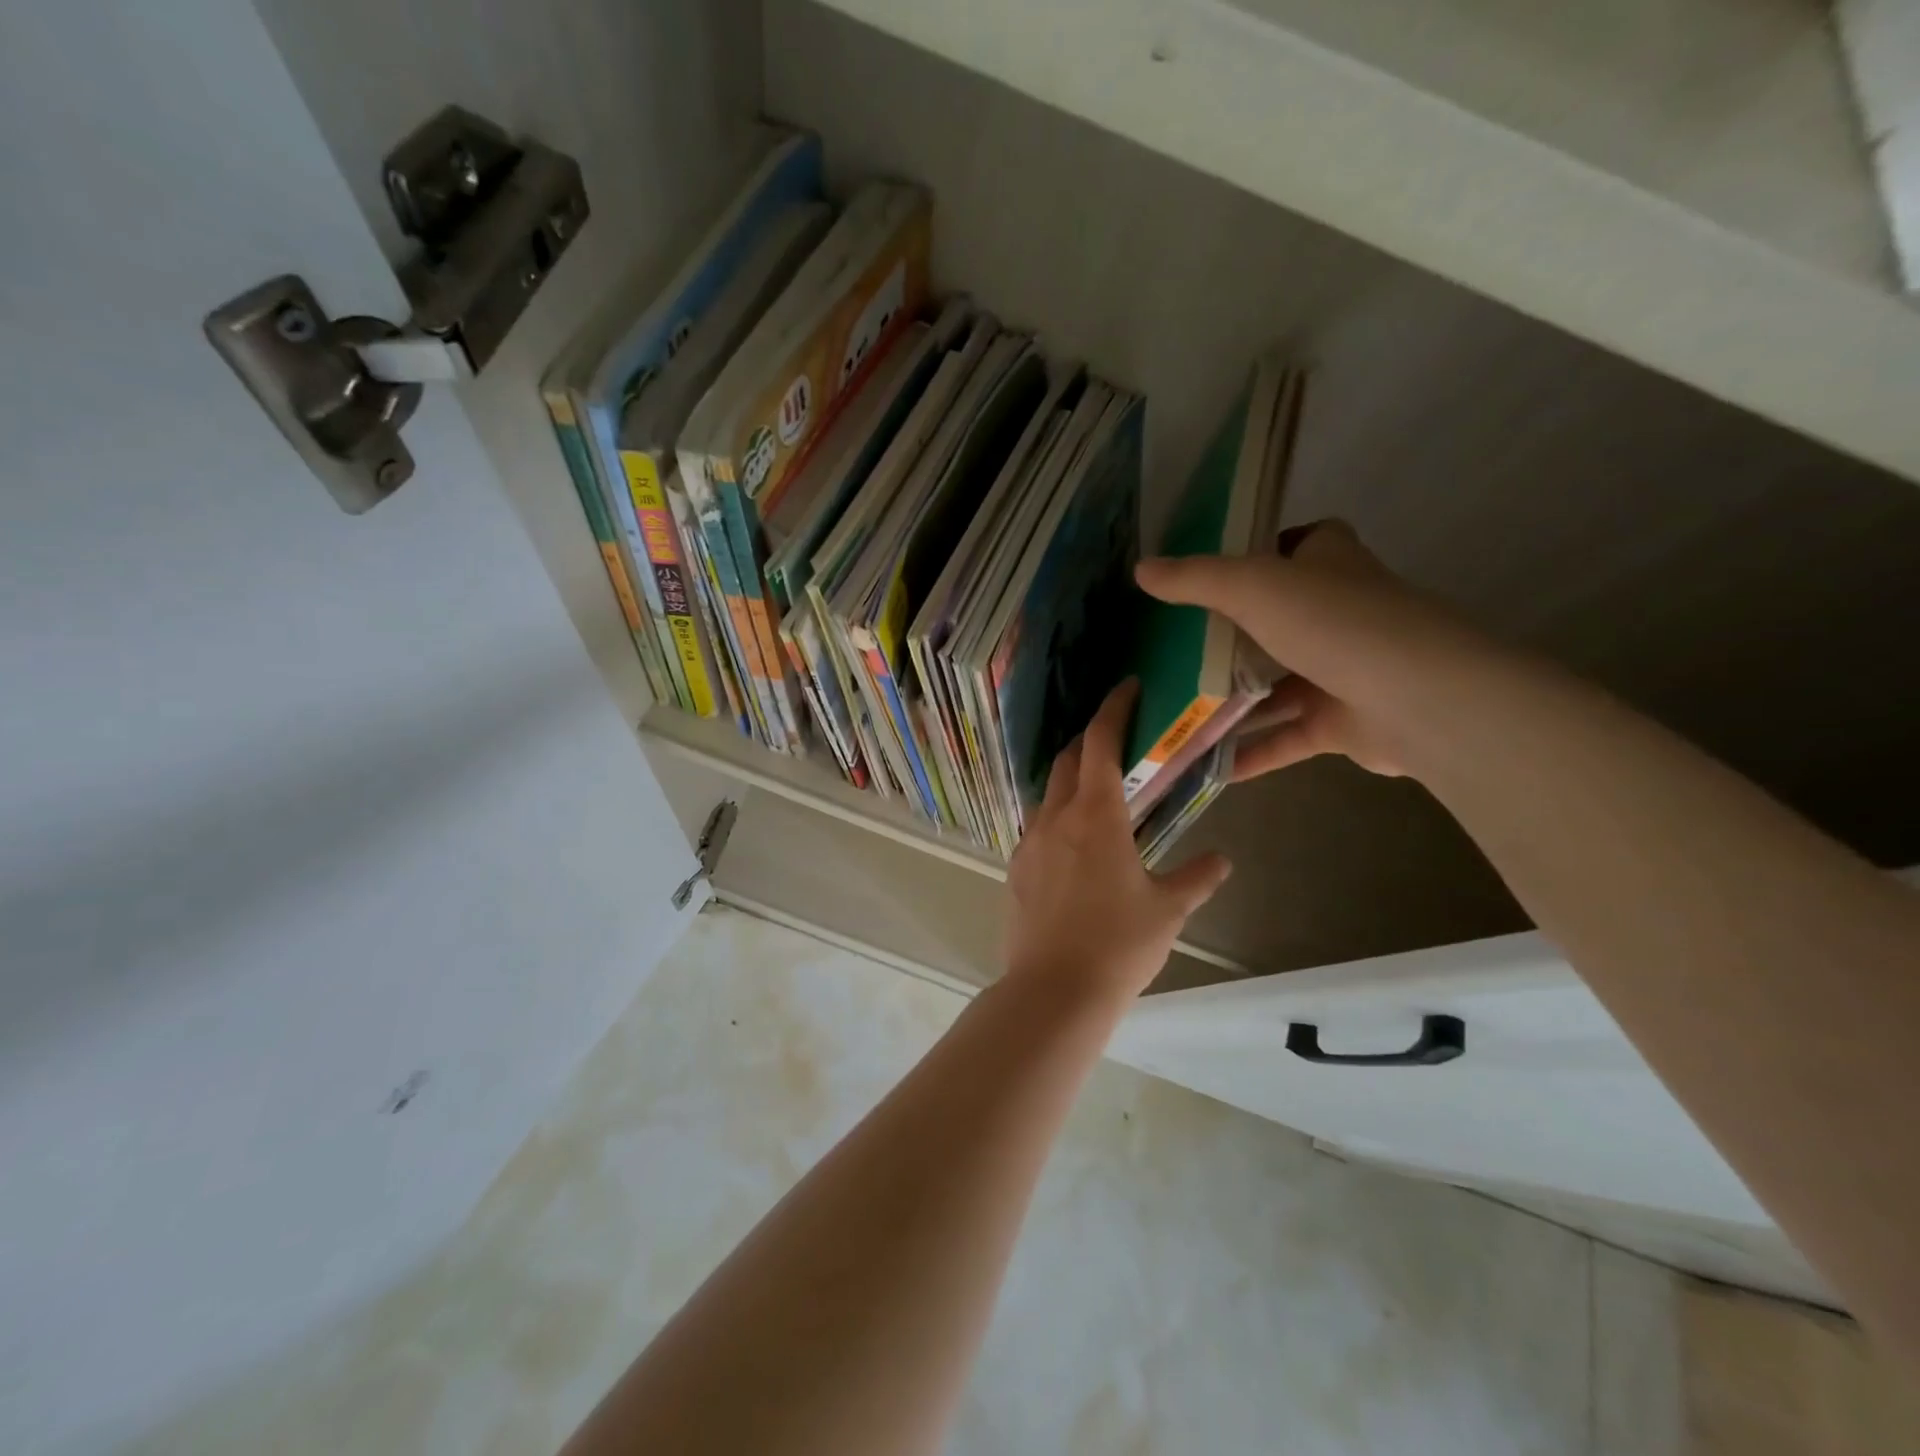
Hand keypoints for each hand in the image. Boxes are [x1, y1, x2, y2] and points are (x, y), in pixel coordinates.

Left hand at [1005, 679, 1232, 1002]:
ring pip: (1048, 792)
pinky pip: (1036, 825)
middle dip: (1090, 740)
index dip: (1113, 710)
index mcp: (1096, 815)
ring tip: (1096, 789)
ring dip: (1071, 779)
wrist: (1055, 989)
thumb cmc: (1119, 944)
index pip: (1101, 743)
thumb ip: (1196, 878)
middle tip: (1116, 739)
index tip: (1126, 689)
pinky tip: (1072, 840)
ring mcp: (1029, 842)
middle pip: (1069, 760)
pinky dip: (1056, 815)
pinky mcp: (1016, 868)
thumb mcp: (1168, 910)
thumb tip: (1222, 861)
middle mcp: (1056, 817)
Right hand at [1135, 521, 1497, 781]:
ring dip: (1231, 700)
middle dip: (1225, 635)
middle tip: (1168, 648)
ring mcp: (1340, 669)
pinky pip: (1284, 736)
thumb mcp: (1252, 587)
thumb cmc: (1334, 623)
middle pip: (1272, 619)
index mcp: (1326, 563)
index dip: (1249, 554)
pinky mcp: (1340, 721)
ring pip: (1274, 684)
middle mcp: (1336, 612)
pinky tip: (1208, 764)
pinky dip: (1251, 750)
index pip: (1289, 546)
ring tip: (1174, 708)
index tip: (1199, 575)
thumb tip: (1141, 569)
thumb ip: (1196, 579)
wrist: (1417, 698)